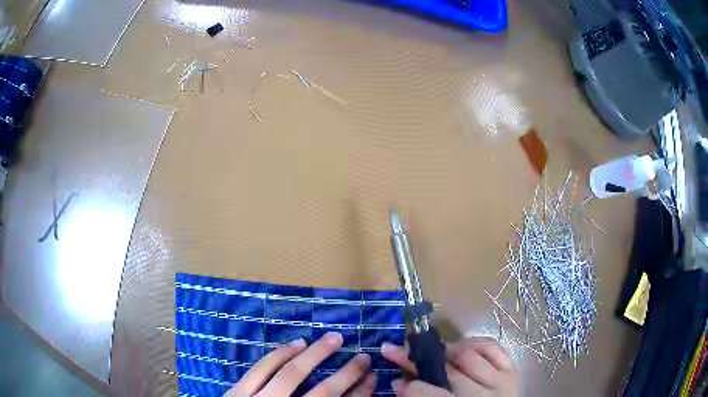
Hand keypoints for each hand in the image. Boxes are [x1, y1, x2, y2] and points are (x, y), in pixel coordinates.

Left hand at [224, 332, 375, 396]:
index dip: (359, 394)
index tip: (373, 379)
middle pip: (322, 393)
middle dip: (346, 374)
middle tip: (364, 357)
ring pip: (290, 374)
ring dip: (315, 355)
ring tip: (334, 339)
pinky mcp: (238, 392)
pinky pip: (261, 369)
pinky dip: (280, 354)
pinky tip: (297, 343)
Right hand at [381, 337, 517, 396]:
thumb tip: (399, 383)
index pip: (431, 394)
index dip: (410, 386)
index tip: (395, 378)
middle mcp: (483, 395)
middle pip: (447, 371)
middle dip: (418, 359)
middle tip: (400, 350)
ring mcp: (501, 380)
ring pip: (468, 355)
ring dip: (446, 350)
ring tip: (434, 353)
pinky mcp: (511, 369)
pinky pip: (492, 346)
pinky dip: (474, 342)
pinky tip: (462, 347)